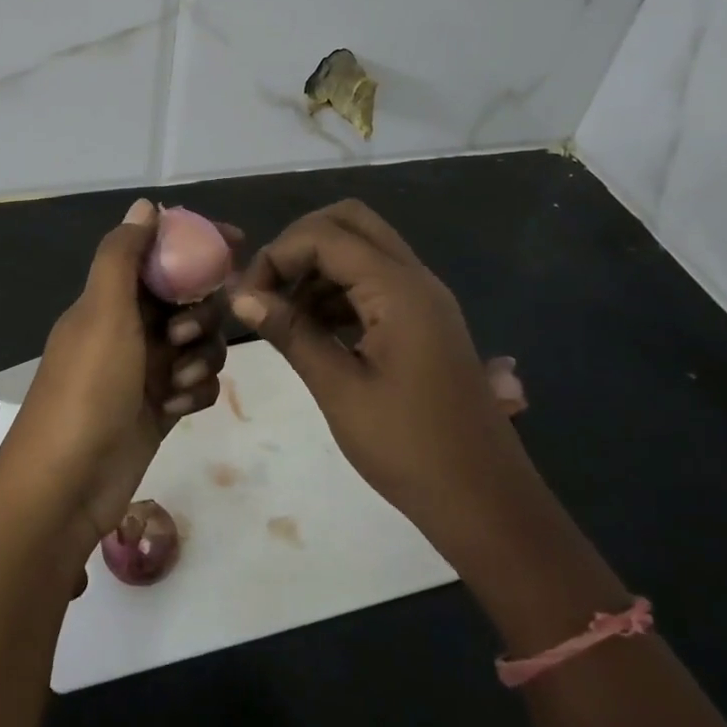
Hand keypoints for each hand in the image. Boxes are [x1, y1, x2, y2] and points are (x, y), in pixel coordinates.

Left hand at [1, 199, 235, 546]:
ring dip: (199, 357)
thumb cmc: (87, 387)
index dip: (196, 245)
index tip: (236, 244)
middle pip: (188, 300)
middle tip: (183, 336)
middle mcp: (130, 328)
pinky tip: (176, 409)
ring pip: (200, 342)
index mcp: (110, 299)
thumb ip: (123, 255)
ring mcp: (146, 370)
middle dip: (199, 314)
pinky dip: (195, 391)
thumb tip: (145, 205)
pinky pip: (198, 383)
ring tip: (176, 382)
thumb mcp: (102, 311)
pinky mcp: (161, 408)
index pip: (160, 255)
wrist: (67, 482)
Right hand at [230, 200, 533, 560]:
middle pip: (350, 222)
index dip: (277, 255)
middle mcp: (415, 279)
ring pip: (362, 249)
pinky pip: (374, 282)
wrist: (486, 503)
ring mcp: (424, 300)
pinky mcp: (424, 322)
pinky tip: (313, 329)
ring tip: (283, 315)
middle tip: (268, 287)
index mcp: (398, 290)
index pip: (324, 236)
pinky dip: (338, 290)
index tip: (248, 298)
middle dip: (299, 244)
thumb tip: (240, 297)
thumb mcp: (339, 390)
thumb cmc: (409, 449)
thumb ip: (291, 333)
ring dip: (317, 268)